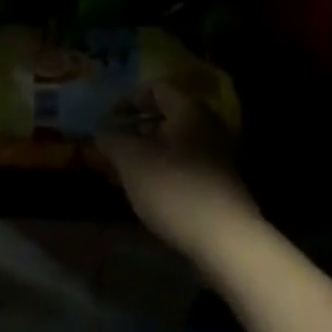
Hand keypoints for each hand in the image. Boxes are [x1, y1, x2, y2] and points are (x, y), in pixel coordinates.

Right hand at [98, 80, 258, 260]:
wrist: (228, 243)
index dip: (128, 99)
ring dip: (148, 152)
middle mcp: (208, 125)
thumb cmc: (175, 190)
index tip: (109, 119)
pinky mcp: (221, 184)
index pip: (155, 87)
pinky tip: (149, 191)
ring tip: (125, 171)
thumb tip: (102, 131)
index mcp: (188, 109)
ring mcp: (218, 156)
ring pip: (175, 143)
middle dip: (136, 128)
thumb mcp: (132, 161)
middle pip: (166, 115)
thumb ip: (112, 140)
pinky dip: (165, 170)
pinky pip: (186, 165)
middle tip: (114, 145)